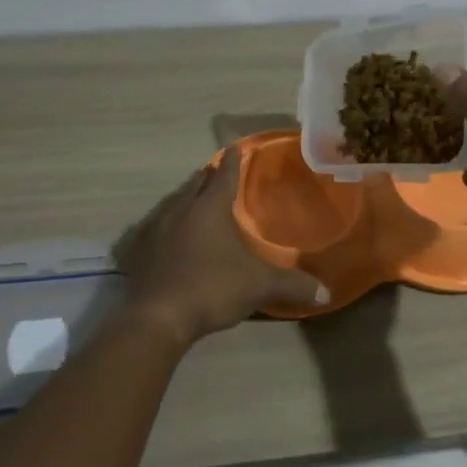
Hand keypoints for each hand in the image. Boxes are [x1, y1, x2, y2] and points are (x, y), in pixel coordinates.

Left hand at [118, 146, 328, 345]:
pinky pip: (156, 227)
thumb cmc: (211, 288)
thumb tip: (326, 293)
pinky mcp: (140, 252)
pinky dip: (168, 224)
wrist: (157, 318)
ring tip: (194, 198)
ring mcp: (155, 230)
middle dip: (207, 177)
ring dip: (186, 197)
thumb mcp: (258, 286)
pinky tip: (170, 235)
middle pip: (195, 185)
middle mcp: (180, 210)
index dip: (232, 162)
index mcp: (209, 209)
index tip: (234, 148)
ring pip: (173, 203)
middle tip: (215, 172)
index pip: (224, 176)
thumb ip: (291, 285)